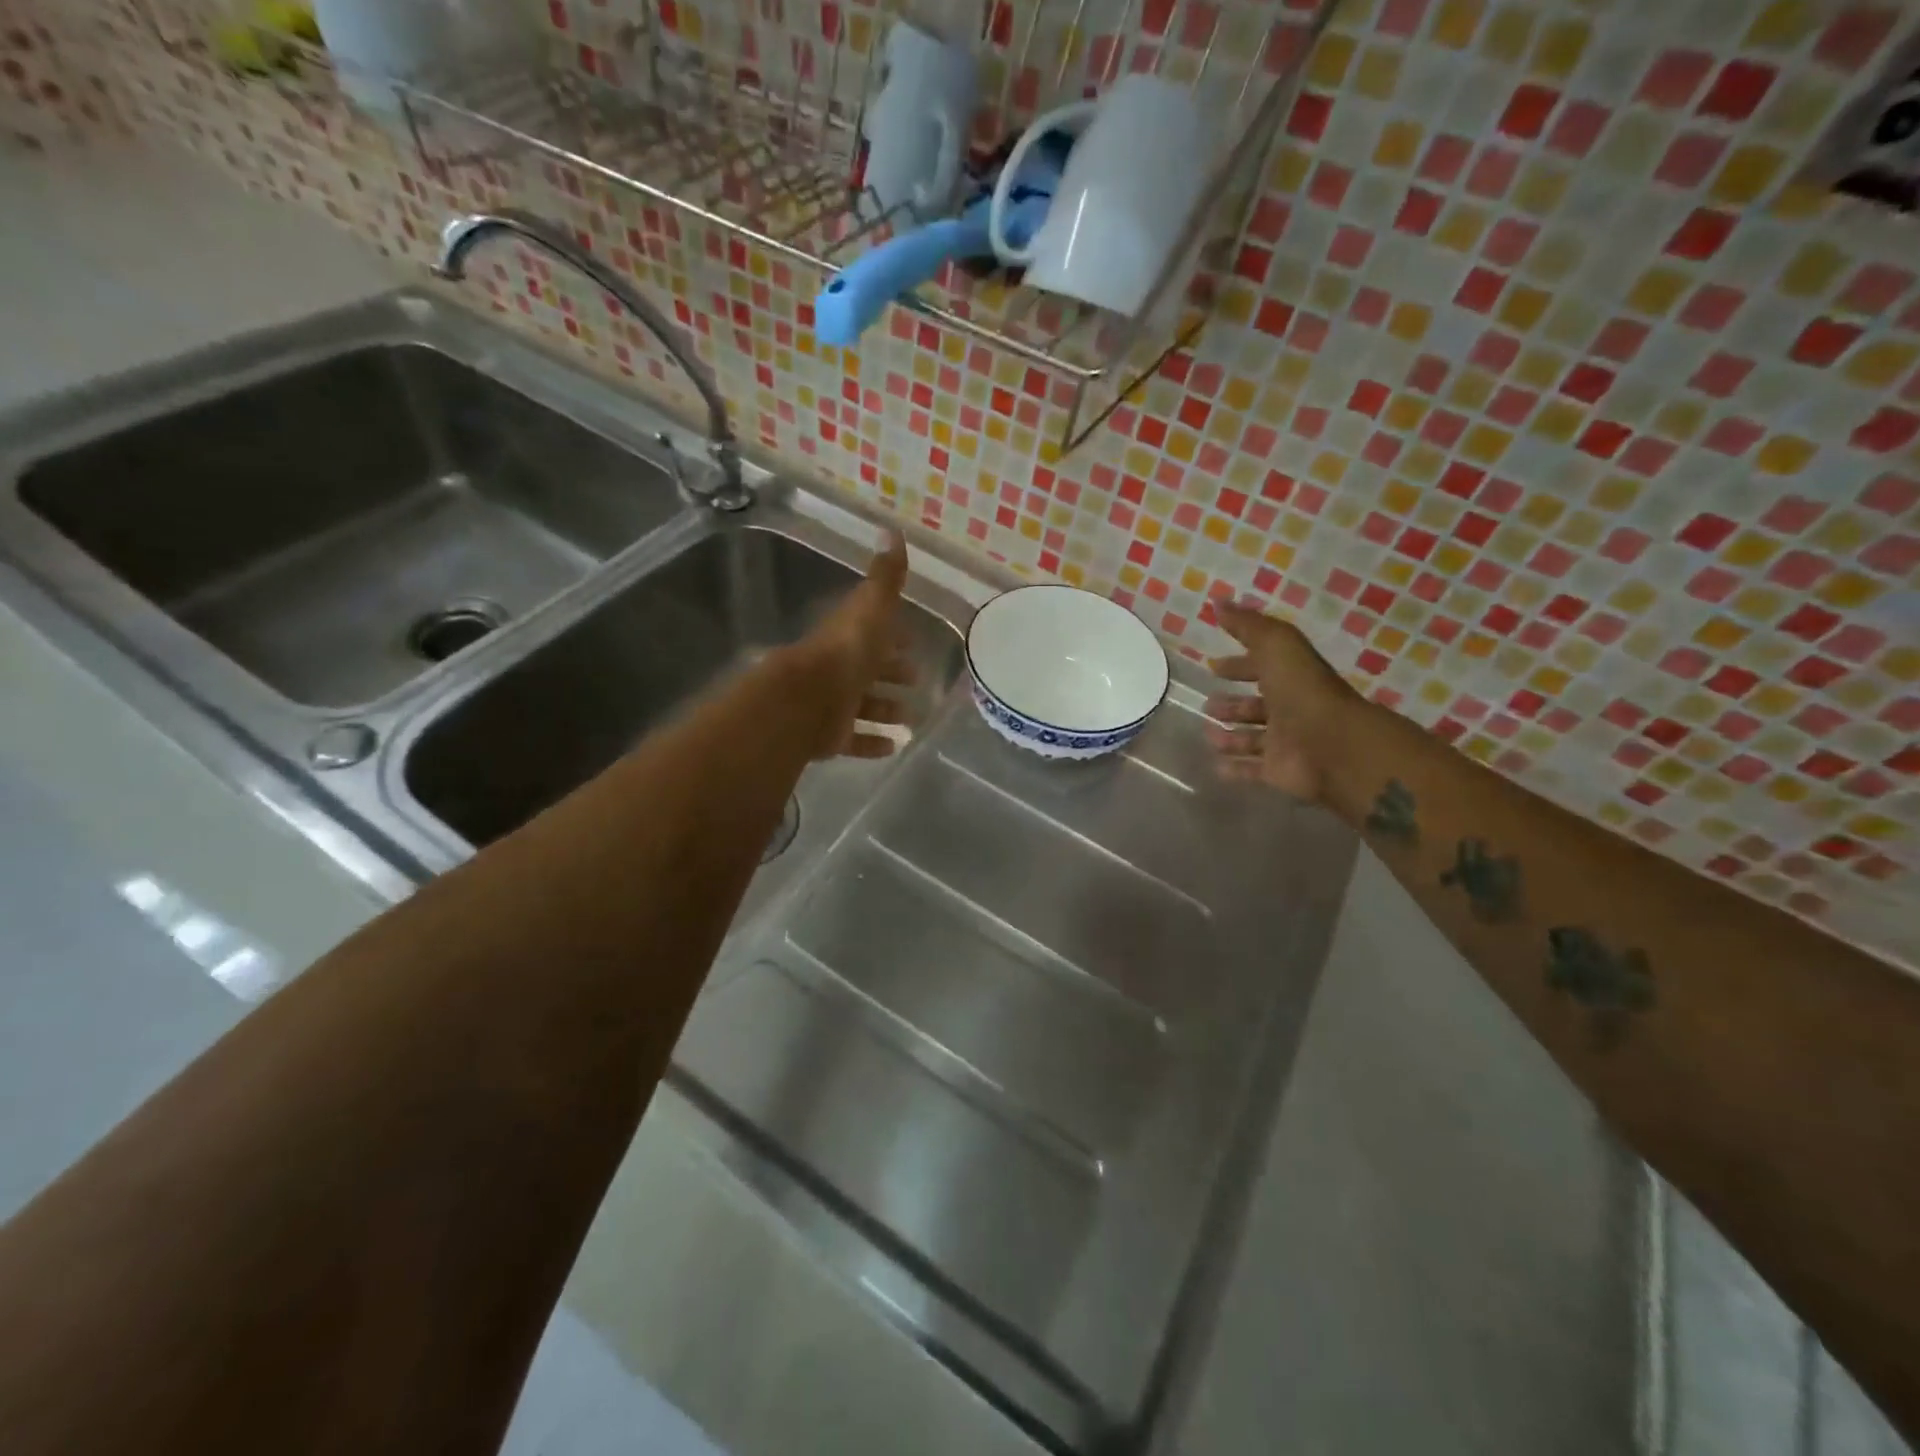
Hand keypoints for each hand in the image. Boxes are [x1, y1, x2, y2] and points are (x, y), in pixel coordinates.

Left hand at [791, 530, 918, 759]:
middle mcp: (839, 668)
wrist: (806, 700)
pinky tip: (893, 745)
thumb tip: (893, 531)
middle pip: (869, 670)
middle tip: (917, 680)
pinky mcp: (829, 735)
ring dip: (885, 710)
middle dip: (892, 674)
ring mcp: (832, 704)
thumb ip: (885, 578)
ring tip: (910, 718)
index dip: (894, 636)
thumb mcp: (871, 609)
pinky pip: (853, 739)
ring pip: (862, 706)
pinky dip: (872, 742)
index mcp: (849, 637)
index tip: (913, 642)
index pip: (874, 632)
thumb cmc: (845, 653)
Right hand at [1204, 601, 1356, 800]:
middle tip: (1208, 705)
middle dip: (1232, 705)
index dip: (1239, 665)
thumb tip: (1218, 601)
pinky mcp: (1279, 772)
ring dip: (1229, 737)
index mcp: (1291, 678)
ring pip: (1252, 739)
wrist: (1332, 745)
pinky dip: (1235, 768)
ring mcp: (1286, 743)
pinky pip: (1252, 770)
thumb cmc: (1303, 691)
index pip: (1262, 668)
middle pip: (1257, 706)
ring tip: (1207, 734)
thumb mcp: (1277, 645)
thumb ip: (1248, 625)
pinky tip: (1215, 765)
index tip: (1213, 666)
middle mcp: (1290, 709)